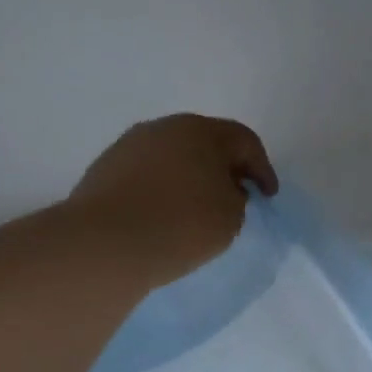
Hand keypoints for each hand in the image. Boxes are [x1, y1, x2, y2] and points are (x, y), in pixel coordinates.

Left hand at [67, 114, 278, 289]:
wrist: (106, 244)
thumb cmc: (183, 224)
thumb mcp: (232, 216)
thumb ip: (237, 197)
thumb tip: (222, 189)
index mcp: (203, 131)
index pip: (245, 141)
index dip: (262, 169)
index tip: (267, 196)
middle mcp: (165, 128)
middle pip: (206, 142)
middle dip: (224, 167)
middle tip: (236, 195)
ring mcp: (129, 146)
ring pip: (173, 156)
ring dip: (190, 176)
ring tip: (197, 207)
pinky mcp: (104, 169)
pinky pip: (147, 173)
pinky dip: (162, 188)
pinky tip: (164, 213)